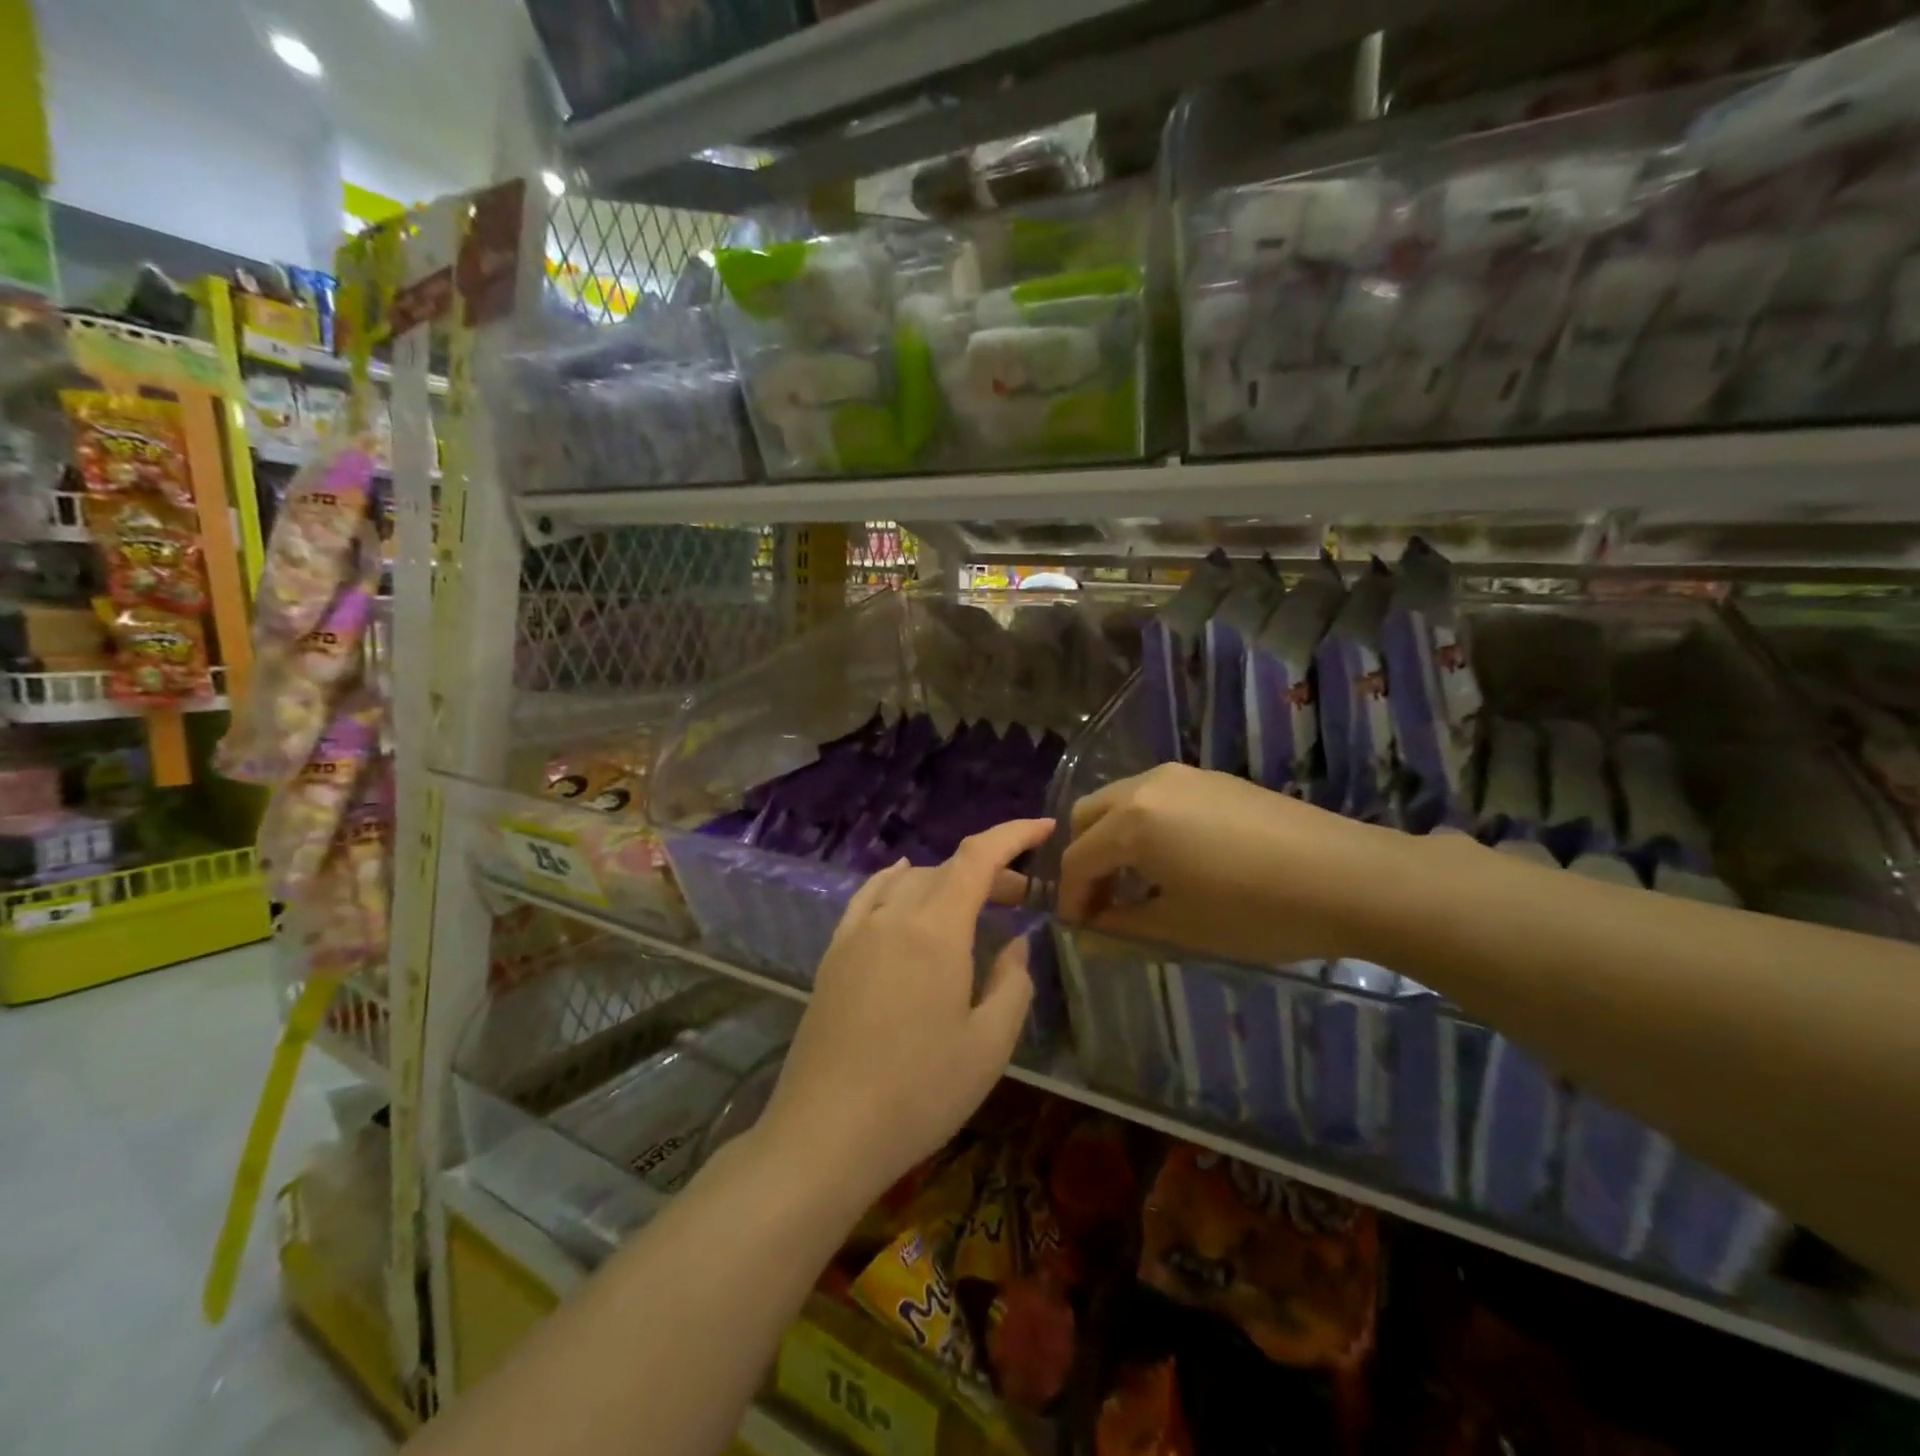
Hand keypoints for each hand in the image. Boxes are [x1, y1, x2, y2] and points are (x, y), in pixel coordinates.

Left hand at [760, 818, 1055, 1203]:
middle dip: (990, 872)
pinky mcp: (833, 955)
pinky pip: (869, 897)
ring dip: (947, 882)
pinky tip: (903, 882)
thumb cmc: (918, 1093)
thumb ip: (1012, 984)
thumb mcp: (988, 1046)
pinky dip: (896, 881)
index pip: (978, 857)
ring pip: (910, 881)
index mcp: (936, 930)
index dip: (1014, 834)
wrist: (825, 1133)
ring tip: (973, 906)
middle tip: (1022, 899)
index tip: (1046, 827)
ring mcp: (856, 933)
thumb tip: (1015, 946)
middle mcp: (893, 916)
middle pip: (946, 869)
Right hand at [1052, 763, 1407, 967]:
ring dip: (1113, 839)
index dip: (1071, 898)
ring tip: (1137, 883)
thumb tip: (1088, 933)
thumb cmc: (1254, 910)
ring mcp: (1182, 775)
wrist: (1348, 877)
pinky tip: (1174, 859)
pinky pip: (1156, 796)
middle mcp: (1147, 785)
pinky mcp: (1213, 778)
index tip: (1078, 930)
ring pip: (1121, 800)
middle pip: (1088, 816)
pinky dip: (1144, 825)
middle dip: (1085, 859)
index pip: (1078, 859)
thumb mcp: (1179, 928)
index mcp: (1131, 822)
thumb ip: (1121, 928)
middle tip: (1102, 903)